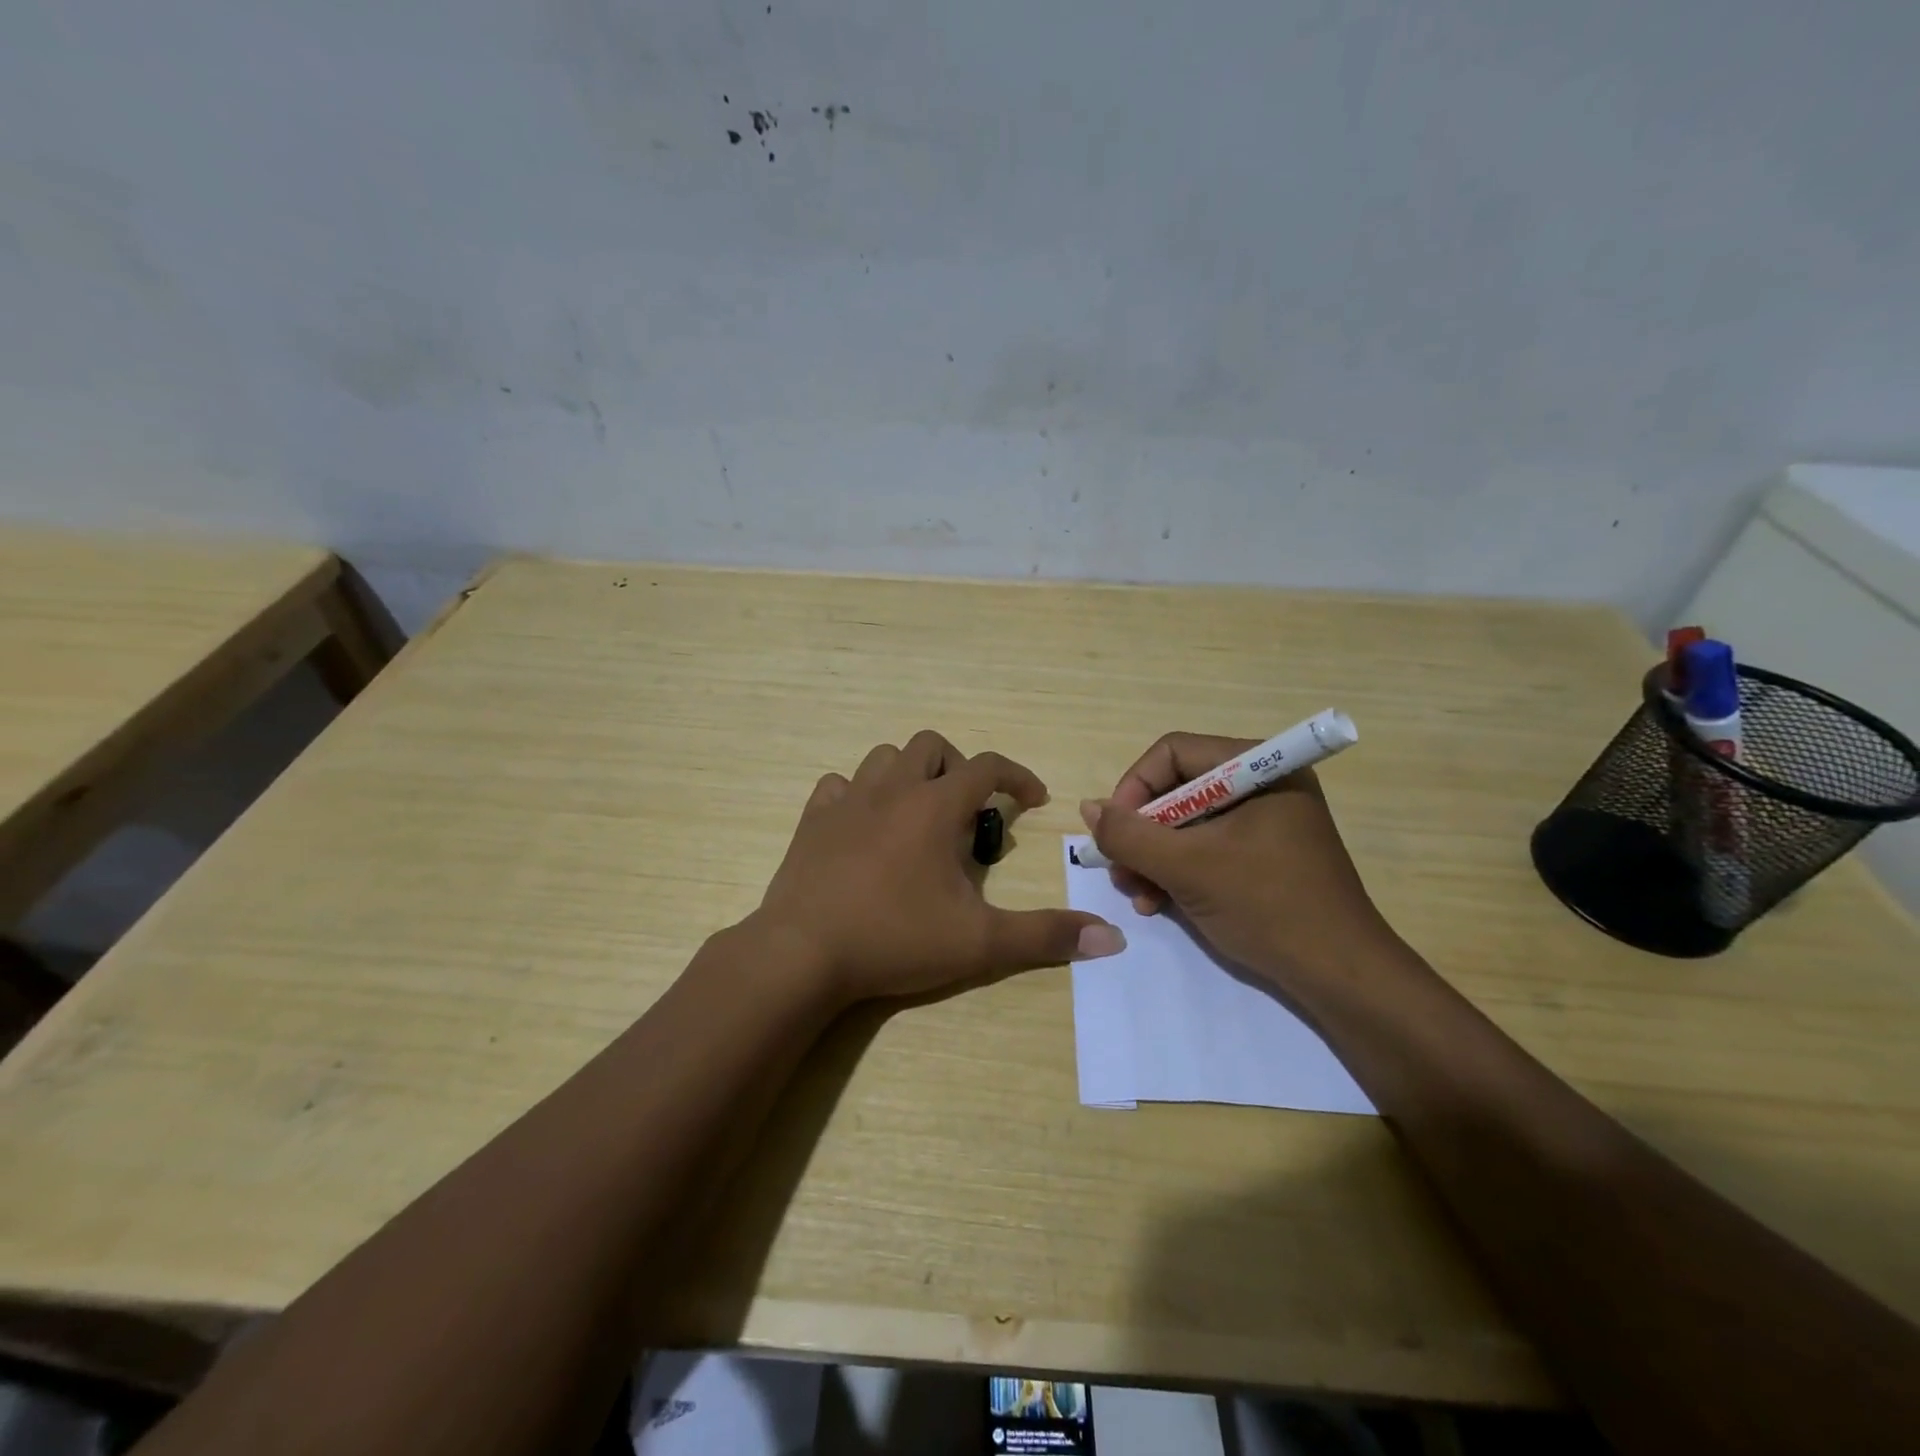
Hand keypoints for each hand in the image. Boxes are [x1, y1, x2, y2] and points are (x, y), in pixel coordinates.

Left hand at [754, 731, 1124, 1003]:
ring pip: (883, 758)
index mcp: (934, 806)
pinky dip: (859, 795)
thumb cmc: (895, 939)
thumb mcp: (979, 943)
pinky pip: (838, 786)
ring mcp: (846, 801)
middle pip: (931, 745)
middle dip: (959, 768)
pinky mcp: (811, 820)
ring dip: (909, 775)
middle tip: (968, 812)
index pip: (987, 766)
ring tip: (919, 816)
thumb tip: (1111, 939)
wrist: (803, 954)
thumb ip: (1045, 936)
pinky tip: (865, 827)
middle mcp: (891, 789)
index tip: (1032, 800)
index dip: (1017, 777)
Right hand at [1080, 733, 1397, 994]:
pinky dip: (1177, 872)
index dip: (1134, 788)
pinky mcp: (1263, 855)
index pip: (1173, 753)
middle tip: (1121, 872)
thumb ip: (1130, 835)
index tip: (1113, 832)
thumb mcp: (1188, 867)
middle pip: (1176, 789)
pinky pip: (1205, 848)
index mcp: (1259, 768)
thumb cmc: (1268, 906)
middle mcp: (1262, 784)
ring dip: (1153, 858)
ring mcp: (1264, 821)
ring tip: (1138, 896)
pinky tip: (1159, 904)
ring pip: (1185, 824)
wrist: (1341, 977)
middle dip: (1142, 834)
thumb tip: (1089, 808)